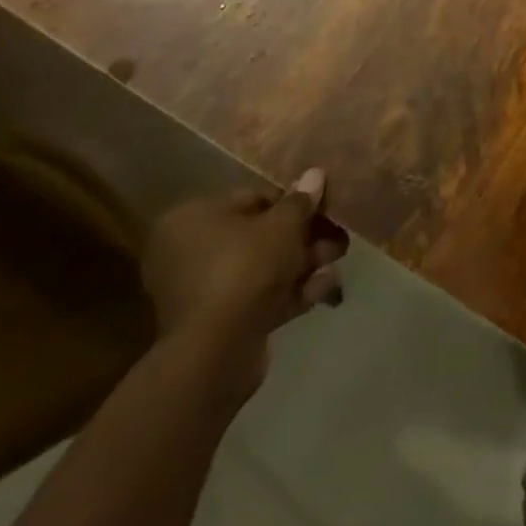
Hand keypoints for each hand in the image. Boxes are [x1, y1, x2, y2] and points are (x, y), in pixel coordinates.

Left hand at [141, 169, 348, 393]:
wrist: (217, 351)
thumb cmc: (246, 268)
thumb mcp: (284, 224)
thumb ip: (301, 200)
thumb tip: (314, 174)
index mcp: (193, 218)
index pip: (253, 198)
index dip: (294, 203)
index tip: (324, 210)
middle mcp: (188, 251)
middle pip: (260, 235)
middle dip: (303, 238)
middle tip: (338, 241)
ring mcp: (199, 291)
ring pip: (262, 268)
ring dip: (302, 265)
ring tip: (335, 264)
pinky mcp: (214, 325)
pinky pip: (256, 298)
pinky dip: (288, 293)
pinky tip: (322, 289)